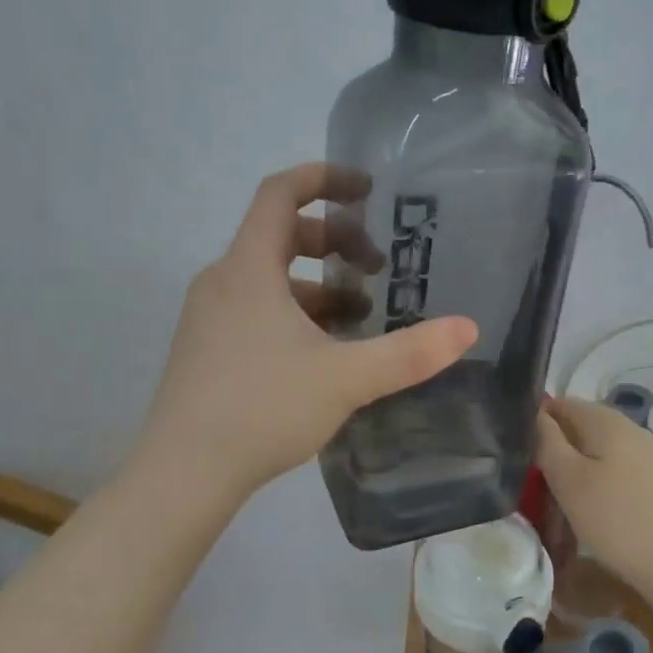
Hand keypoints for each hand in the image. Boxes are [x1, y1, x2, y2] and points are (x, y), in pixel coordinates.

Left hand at [141, 164, 478, 497]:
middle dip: (334, 241)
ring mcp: (208, 317)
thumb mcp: (346, 378)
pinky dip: (294, 313)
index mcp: (249, 268)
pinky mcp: (206, 349)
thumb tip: (468, 328)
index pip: (279, 193)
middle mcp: (222, 281)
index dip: (323, 179)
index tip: (365, 189)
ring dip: (317, 285)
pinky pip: (255, 309)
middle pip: (279, 235)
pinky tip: (323, 354)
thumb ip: (410, 352)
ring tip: (360, 318)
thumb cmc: (263, 408)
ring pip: (269, 278)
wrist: (183, 474)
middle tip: (376, 268)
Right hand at [534, 396, 652, 594]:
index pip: (559, 404)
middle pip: (578, 430)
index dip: (533, 423)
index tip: (514, 453)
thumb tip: (534, 414)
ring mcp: (647, 456)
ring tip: (555, 509)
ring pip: (596, 456)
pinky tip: (588, 518)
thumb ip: (547, 441)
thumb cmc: (619, 519)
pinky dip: (595, 491)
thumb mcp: (569, 479)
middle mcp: (629, 429)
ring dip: (573, 476)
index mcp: (605, 419)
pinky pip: (614, 476)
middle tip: (530, 487)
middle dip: (553, 453)